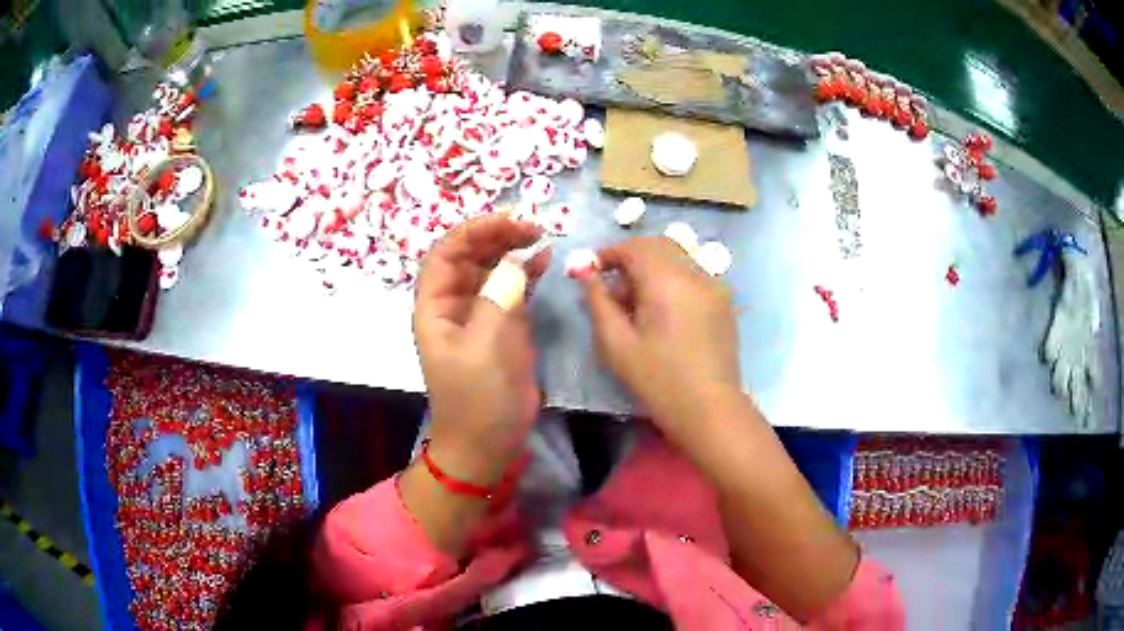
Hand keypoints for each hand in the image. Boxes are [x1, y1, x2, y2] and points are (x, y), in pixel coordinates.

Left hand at [413, 215, 549, 487]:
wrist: (488, 443)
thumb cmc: (476, 399)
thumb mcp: (484, 349)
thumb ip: (498, 300)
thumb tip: (515, 262)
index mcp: (435, 307)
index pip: (446, 253)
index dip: (473, 231)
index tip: (509, 221)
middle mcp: (455, 303)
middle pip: (470, 255)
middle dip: (497, 235)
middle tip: (532, 227)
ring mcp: (480, 313)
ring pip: (492, 267)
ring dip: (513, 249)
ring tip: (540, 236)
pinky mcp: (503, 325)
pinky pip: (512, 288)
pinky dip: (527, 272)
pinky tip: (545, 259)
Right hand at [583, 237, 740, 436]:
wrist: (710, 409)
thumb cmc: (658, 380)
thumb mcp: (617, 344)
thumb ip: (599, 301)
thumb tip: (586, 273)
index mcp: (667, 281)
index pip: (635, 247)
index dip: (609, 253)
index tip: (591, 270)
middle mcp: (695, 273)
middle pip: (658, 246)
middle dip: (631, 258)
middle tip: (612, 288)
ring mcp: (714, 285)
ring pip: (677, 258)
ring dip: (652, 268)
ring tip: (636, 304)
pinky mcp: (724, 300)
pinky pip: (692, 275)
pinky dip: (672, 279)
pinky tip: (662, 312)